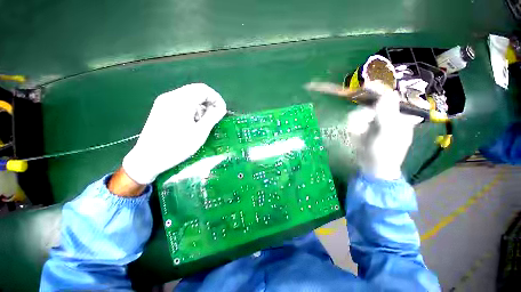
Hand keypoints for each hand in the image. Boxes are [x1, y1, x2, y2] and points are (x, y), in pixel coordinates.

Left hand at [122, 83, 226, 184]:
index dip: (216, 98)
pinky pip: (181, 102)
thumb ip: (213, 117)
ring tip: (202, 122)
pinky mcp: (161, 108)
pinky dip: (191, 109)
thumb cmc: (177, 146)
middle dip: (209, 103)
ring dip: (200, 106)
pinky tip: (191, 122)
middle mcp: (170, 96)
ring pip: (189, 96)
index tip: (222, 111)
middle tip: (214, 117)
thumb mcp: (200, 132)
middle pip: (196, 91)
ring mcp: (163, 102)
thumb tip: (221, 108)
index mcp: (180, 101)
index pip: (204, 89)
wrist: (148, 159)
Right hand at [346, 81, 417, 179]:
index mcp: (397, 115)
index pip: (387, 97)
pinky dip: (353, 128)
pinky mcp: (363, 128)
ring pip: (359, 113)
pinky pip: (354, 122)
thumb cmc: (385, 152)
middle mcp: (385, 116)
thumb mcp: (388, 132)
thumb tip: (386, 93)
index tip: (365, 87)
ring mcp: (373, 123)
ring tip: (358, 134)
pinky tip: (356, 135)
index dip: (377, 90)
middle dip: (362, 115)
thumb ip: (387, 112)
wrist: (373, 167)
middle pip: (369, 105)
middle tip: (361, 126)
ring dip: (356, 123)